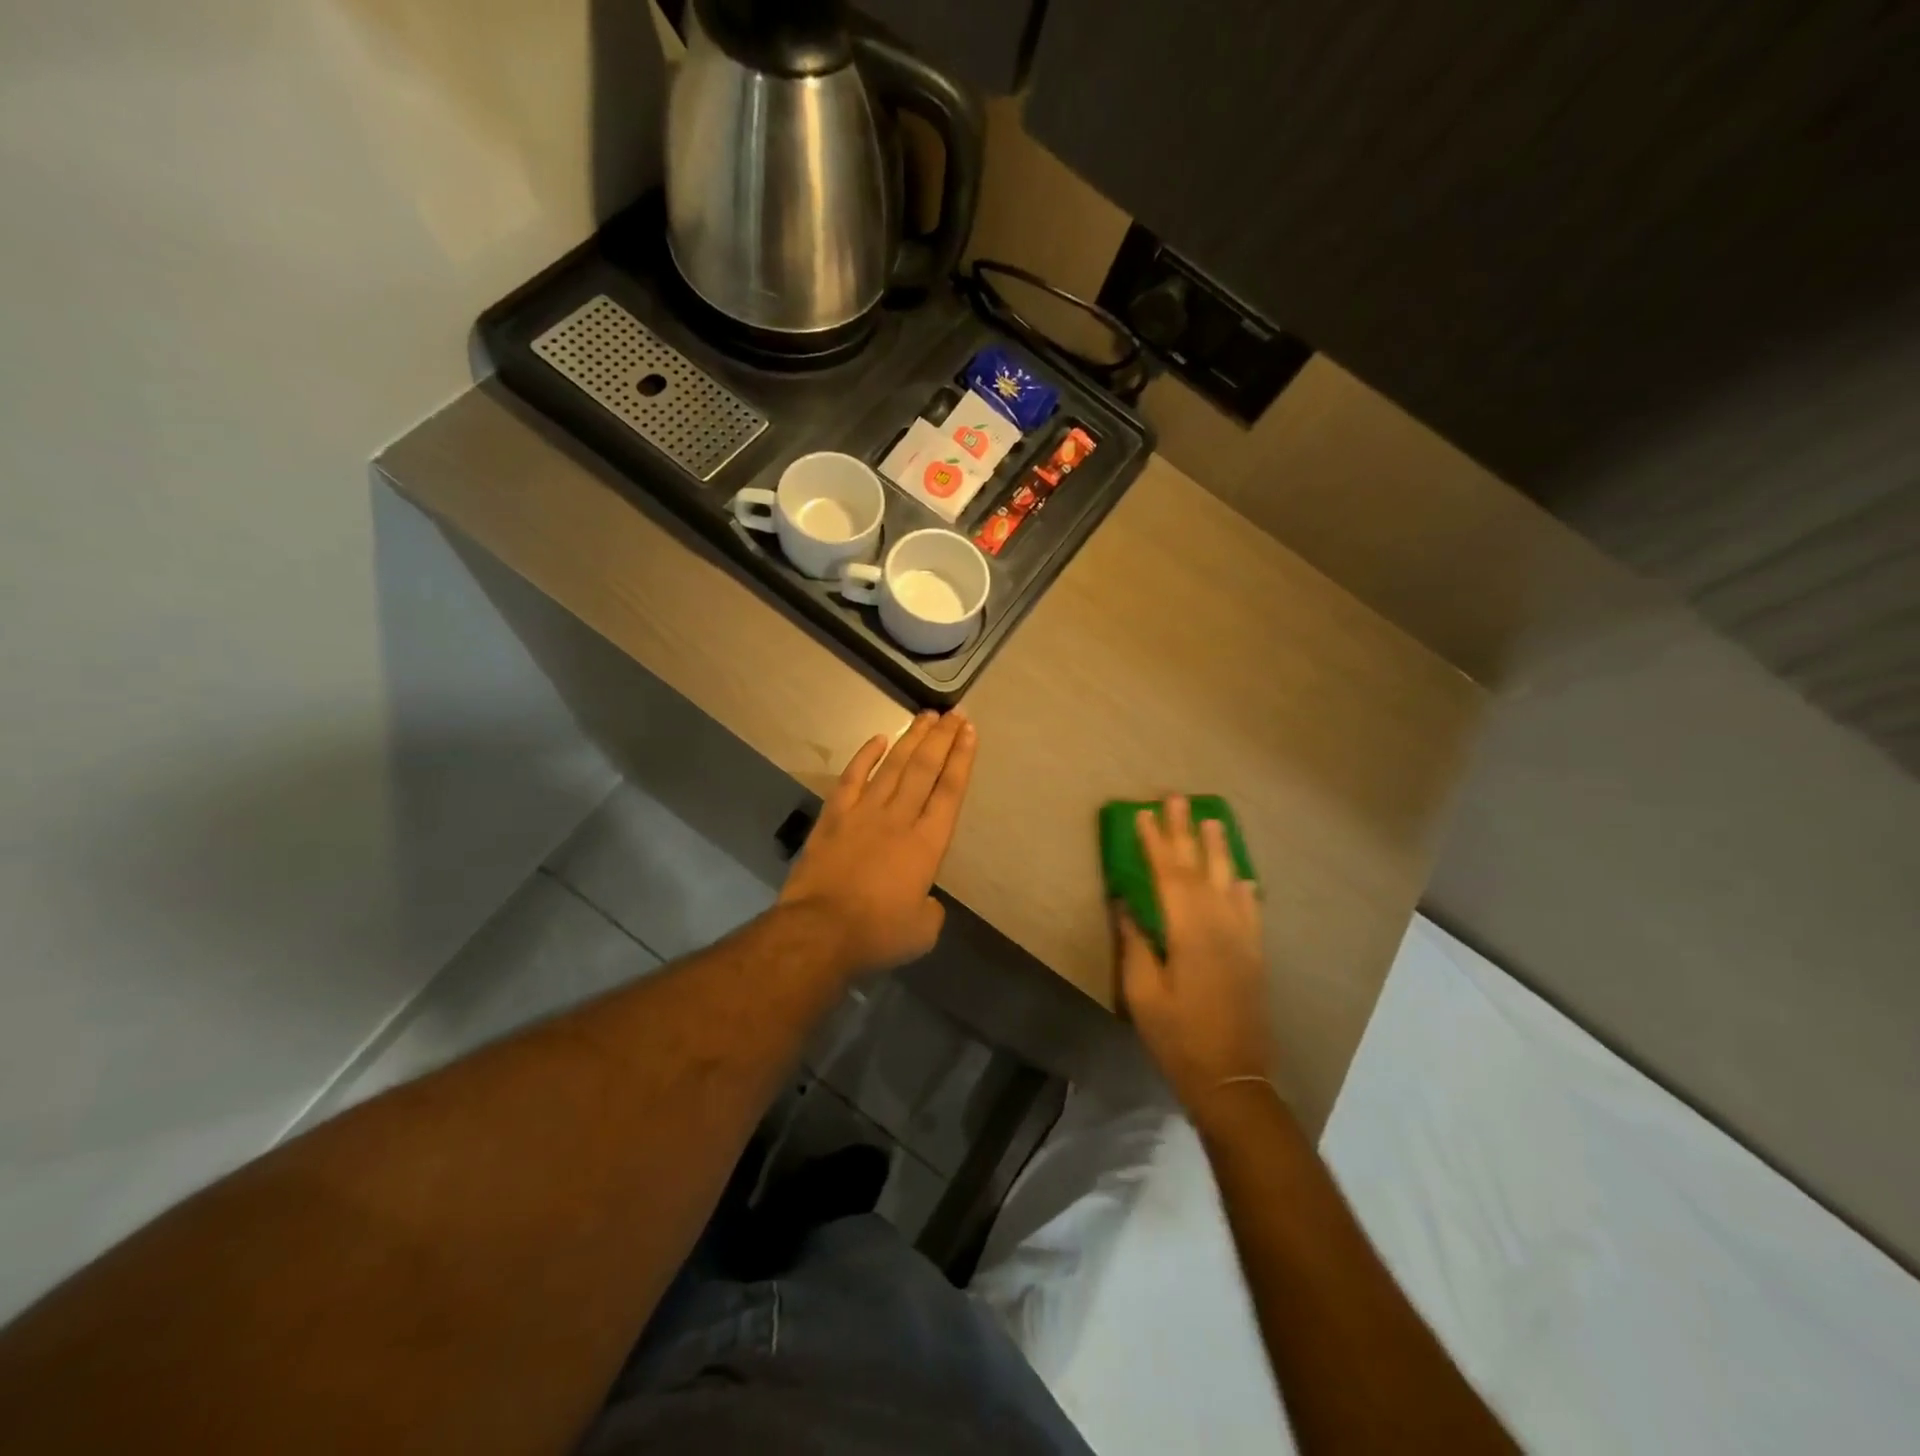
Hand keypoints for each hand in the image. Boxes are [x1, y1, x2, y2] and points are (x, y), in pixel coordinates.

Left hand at [779, 710, 978, 977]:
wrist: (819, 931)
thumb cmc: (877, 933)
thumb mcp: (922, 931)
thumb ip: (930, 910)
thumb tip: (923, 900)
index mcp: (927, 844)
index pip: (950, 790)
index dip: (962, 758)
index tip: (969, 731)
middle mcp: (899, 818)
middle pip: (925, 769)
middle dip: (942, 738)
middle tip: (954, 712)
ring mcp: (864, 813)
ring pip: (893, 766)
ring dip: (911, 739)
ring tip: (926, 716)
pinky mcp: (834, 817)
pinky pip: (852, 777)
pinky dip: (866, 755)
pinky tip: (878, 739)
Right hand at [1116, 796, 1276, 1112]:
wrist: (1233, 1079)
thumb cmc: (1178, 1036)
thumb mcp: (1143, 992)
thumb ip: (1136, 944)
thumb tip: (1125, 905)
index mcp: (1190, 931)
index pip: (1168, 875)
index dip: (1154, 843)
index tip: (1142, 814)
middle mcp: (1220, 925)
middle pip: (1200, 868)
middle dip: (1186, 832)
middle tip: (1178, 798)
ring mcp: (1242, 939)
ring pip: (1229, 882)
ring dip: (1219, 849)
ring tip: (1213, 820)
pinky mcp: (1254, 956)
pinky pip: (1250, 911)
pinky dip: (1245, 888)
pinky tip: (1243, 877)